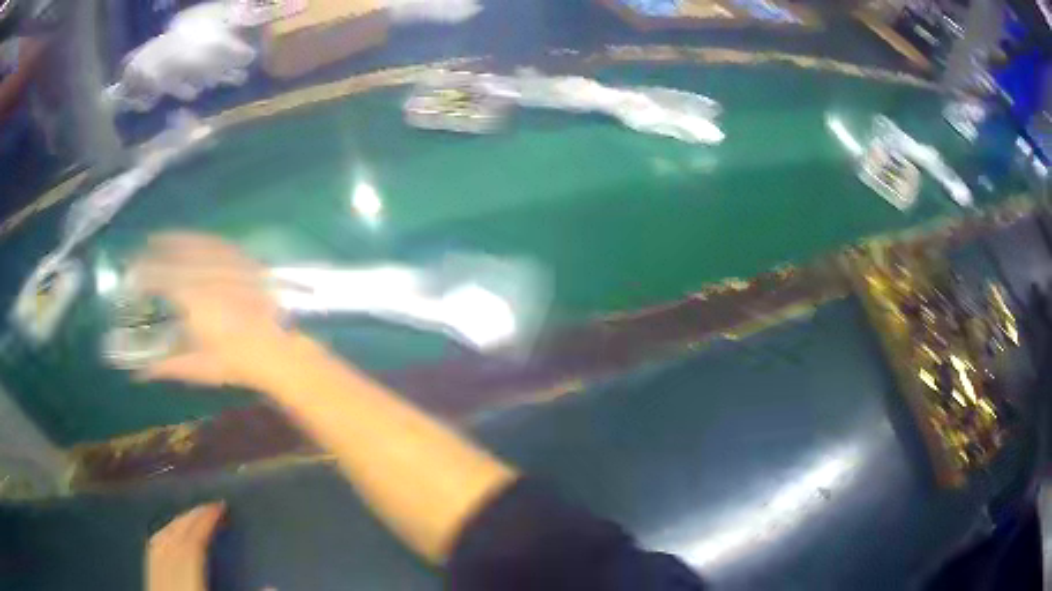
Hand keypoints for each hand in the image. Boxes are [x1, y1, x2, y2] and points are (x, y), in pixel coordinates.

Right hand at [130, 232, 289, 388]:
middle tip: (139, 250)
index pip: (159, 278)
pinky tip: (194, 239)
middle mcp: (206, 274)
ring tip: (158, 238)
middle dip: (154, 250)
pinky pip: (217, 243)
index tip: (130, 272)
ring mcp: (226, 264)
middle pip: (174, 255)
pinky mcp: (243, 261)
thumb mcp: (197, 368)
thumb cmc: (234, 362)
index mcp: (191, 298)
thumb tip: (139, 373)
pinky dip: (200, 238)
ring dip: (174, 239)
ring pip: (195, 244)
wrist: (276, 352)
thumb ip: (165, 366)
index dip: (142, 273)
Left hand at [147, 503, 224, 590]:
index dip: (206, 520)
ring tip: (190, 516)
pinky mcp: (148, 579)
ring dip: (175, 523)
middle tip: (209, 506)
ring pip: (160, 539)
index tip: (220, 505)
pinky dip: (160, 536)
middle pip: (174, 535)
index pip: (193, 541)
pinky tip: (166, 537)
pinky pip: (152, 551)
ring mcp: (153, 574)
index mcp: (185, 576)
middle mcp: (165, 569)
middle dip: (191, 516)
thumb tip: (269, 583)